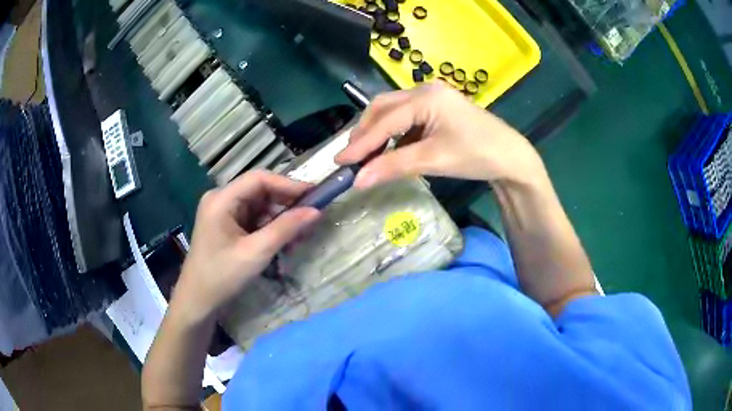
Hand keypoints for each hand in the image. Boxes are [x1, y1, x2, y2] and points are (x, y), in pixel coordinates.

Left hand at [173, 171, 319, 320]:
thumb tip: (316, 211)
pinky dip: (271, 229)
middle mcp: (222, 199)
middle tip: (311, 219)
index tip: (315, 194)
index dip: (288, 184)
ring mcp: (224, 213)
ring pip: (260, 207)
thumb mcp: (256, 252)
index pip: (259, 179)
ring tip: (299, 238)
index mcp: (221, 199)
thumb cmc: (222, 276)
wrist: (198, 301)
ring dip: (281, 220)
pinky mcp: (228, 226)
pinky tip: (285, 243)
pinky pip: (254, 220)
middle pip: (260, 191)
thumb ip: (286, 229)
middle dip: (286, 205)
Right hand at [335, 83, 544, 187]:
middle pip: (383, 107)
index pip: (384, 120)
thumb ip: (393, 167)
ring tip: (365, 155)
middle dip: (365, 132)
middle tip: (350, 156)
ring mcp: (432, 98)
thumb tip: (357, 182)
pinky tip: (389, 150)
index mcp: (425, 97)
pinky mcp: (436, 108)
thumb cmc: (476, 155)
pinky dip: (393, 133)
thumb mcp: (433, 160)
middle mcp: (424, 90)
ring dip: (377, 132)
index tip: (339, 161)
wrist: (511, 157)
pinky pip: (406, 117)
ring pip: (393, 111)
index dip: (360, 143)